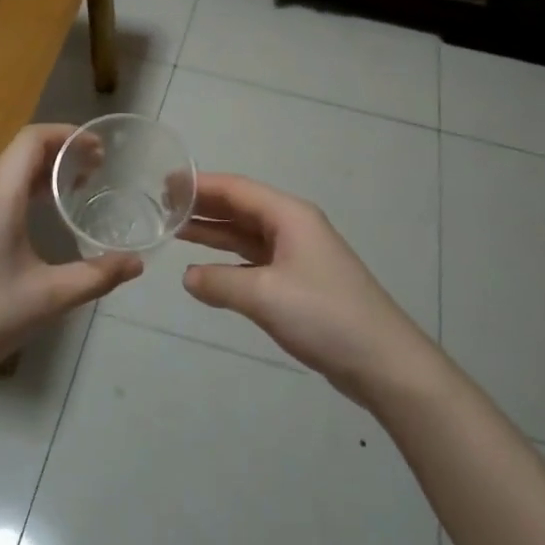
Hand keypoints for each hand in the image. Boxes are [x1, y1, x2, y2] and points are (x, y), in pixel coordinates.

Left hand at [0, 125, 143, 393]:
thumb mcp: (48, 298)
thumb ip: (96, 276)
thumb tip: (137, 263)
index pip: (33, 138)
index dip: (68, 134)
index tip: (100, 149)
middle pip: (19, 153)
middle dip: (60, 154)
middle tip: (96, 171)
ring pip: (3, 175)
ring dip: (38, 174)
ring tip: (71, 193)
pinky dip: (19, 193)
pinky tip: (34, 224)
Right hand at [180, 174, 435, 404]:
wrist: (383, 362)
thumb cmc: (324, 316)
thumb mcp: (265, 296)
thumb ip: (220, 282)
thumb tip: (188, 277)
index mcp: (289, 215)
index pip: (235, 189)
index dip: (199, 185)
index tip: (163, 183)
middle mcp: (293, 226)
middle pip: (240, 208)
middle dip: (203, 206)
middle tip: (161, 206)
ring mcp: (297, 255)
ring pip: (246, 235)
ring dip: (213, 232)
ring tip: (175, 230)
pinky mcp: (299, 283)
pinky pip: (255, 260)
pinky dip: (229, 261)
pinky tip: (206, 269)